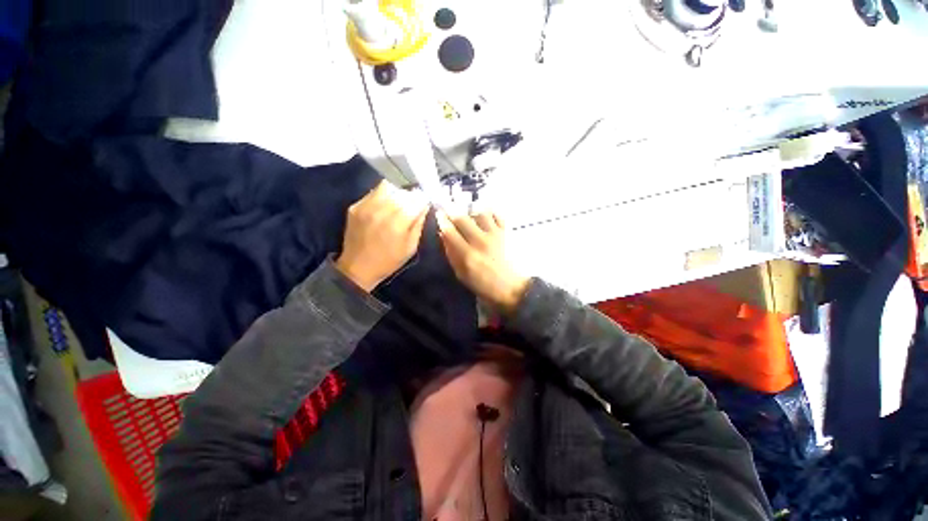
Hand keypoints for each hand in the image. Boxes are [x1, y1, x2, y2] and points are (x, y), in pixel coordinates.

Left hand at [336, 181, 429, 291]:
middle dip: (411, 197)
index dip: (423, 200)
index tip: (424, 205)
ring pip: (388, 187)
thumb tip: (423, 206)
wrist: (358, 267)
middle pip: (403, 192)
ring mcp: (366, 206)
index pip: (417, 199)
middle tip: (412, 206)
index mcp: (398, 223)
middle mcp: (382, 211)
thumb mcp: (411, 247)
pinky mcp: (356, 206)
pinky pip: (374, 192)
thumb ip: (418, 224)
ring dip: (397, 193)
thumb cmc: (389, 261)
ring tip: (398, 204)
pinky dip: (384, 195)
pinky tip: (384, 207)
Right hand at [436, 211, 529, 313]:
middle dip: (452, 211)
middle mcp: (480, 241)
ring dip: (472, 212)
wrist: (510, 287)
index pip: (450, 231)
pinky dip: (490, 213)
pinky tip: (485, 218)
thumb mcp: (461, 273)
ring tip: (469, 215)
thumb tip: (442, 233)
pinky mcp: (506, 233)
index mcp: (467, 255)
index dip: (442, 219)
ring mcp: (495, 235)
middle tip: (449, 210)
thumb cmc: (482, 284)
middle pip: (462, 218)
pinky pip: (497, 215)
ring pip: (480, 213)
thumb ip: (451, 253)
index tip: (438, 213)